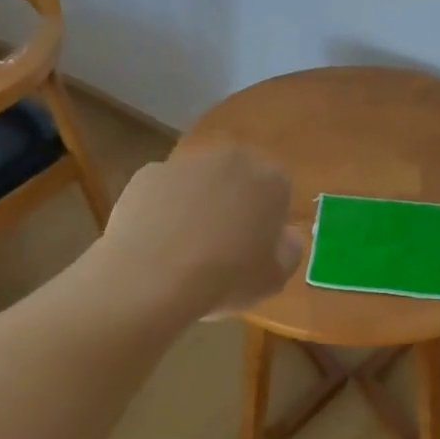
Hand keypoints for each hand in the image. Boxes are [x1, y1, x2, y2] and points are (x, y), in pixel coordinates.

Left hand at [98, 145, 304, 318]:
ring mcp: (187, 162)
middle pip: (238, 179)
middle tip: (222, 245)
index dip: (267, 221)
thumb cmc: (226, 278)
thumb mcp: (275, 279)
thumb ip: (290, 250)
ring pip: (200, 181)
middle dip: (233, 203)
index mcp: (271, 180)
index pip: (279, 192)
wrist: (152, 277)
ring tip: (184, 247)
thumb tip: (286, 235)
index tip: (256, 248)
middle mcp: (232, 159)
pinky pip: (164, 190)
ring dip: (197, 203)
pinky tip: (156, 241)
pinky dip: (163, 208)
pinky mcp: (149, 172)